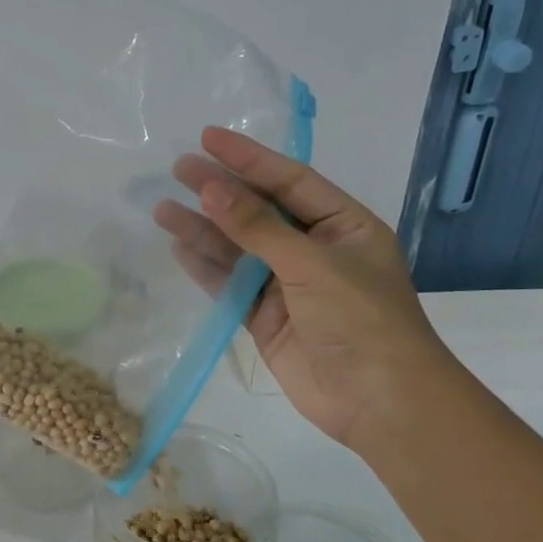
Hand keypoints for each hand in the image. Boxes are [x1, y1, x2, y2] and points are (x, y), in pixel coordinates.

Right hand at [155, 128, 458, 448]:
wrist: (381, 403)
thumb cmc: (361, 319)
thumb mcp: (312, 263)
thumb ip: (258, 227)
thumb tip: (210, 188)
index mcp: (343, 225)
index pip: (290, 180)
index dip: (249, 158)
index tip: (207, 138)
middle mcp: (315, 249)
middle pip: (259, 211)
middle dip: (220, 190)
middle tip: (177, 168)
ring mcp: (288, 285)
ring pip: (238, 248)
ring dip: (203, 229)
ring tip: (162, 209)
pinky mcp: (266, 318)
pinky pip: (230, 284)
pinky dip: (205, 267)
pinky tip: (178, 248)